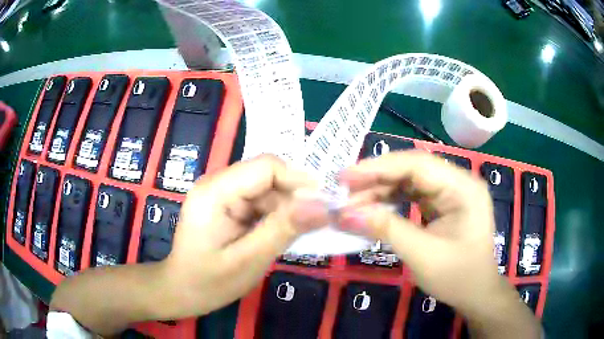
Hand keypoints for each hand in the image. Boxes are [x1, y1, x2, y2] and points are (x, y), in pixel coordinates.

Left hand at [50, 155, 327, 334]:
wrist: (166, 290)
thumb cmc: (196, 282)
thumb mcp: (244, 261)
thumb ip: (279, 228)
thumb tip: (317, 201)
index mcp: (218, 190)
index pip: (267, 164)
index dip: (300, 175)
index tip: (328, 197)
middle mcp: (220, 183)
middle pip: (269, 172)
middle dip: (300, 191)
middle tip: (324, 217)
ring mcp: (221, 195)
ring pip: (267, 186)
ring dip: (291, 205)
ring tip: (308, 229)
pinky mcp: (225, 207)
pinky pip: (261, 201)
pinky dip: (280, 213)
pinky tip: (289, 232)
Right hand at [337, 150, 540, 338]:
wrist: (476, 294)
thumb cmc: (457, 277)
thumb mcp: (422, 255)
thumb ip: (386, 229)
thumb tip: (345, 213)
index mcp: (463, 188)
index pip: (417, 165)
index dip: (378, 167)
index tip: (344, 176)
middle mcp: (458, 182)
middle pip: (412, 169)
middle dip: (376, 179)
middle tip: (343, 190)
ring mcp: (451, 192)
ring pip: (410, 180)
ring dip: (380, 190)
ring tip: (352, 202)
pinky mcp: (443, 204)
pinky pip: (413, 194)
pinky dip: (391, 200)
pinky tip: (373, 208)